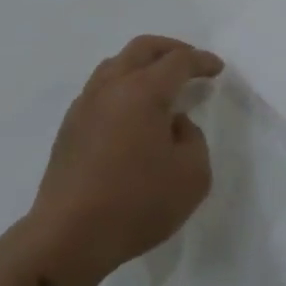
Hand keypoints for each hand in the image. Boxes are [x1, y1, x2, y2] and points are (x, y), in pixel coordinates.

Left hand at [26, 36, 222, 285]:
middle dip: (171, 49)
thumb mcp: (192, 176)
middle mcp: (111, 87)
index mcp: (143, 91)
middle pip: (142, 48)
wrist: (68, 237)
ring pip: (116, 64)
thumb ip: (193, 138)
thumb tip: (173, 123)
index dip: (201, 61)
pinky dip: (122, 86)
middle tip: (190, 62)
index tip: (217, 68)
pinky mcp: (69, 127)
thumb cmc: (136, 204)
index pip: (178, 61)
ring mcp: (85, 105)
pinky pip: (100, 88)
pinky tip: (131, 111)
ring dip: (142, 64)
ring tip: (160, 83)